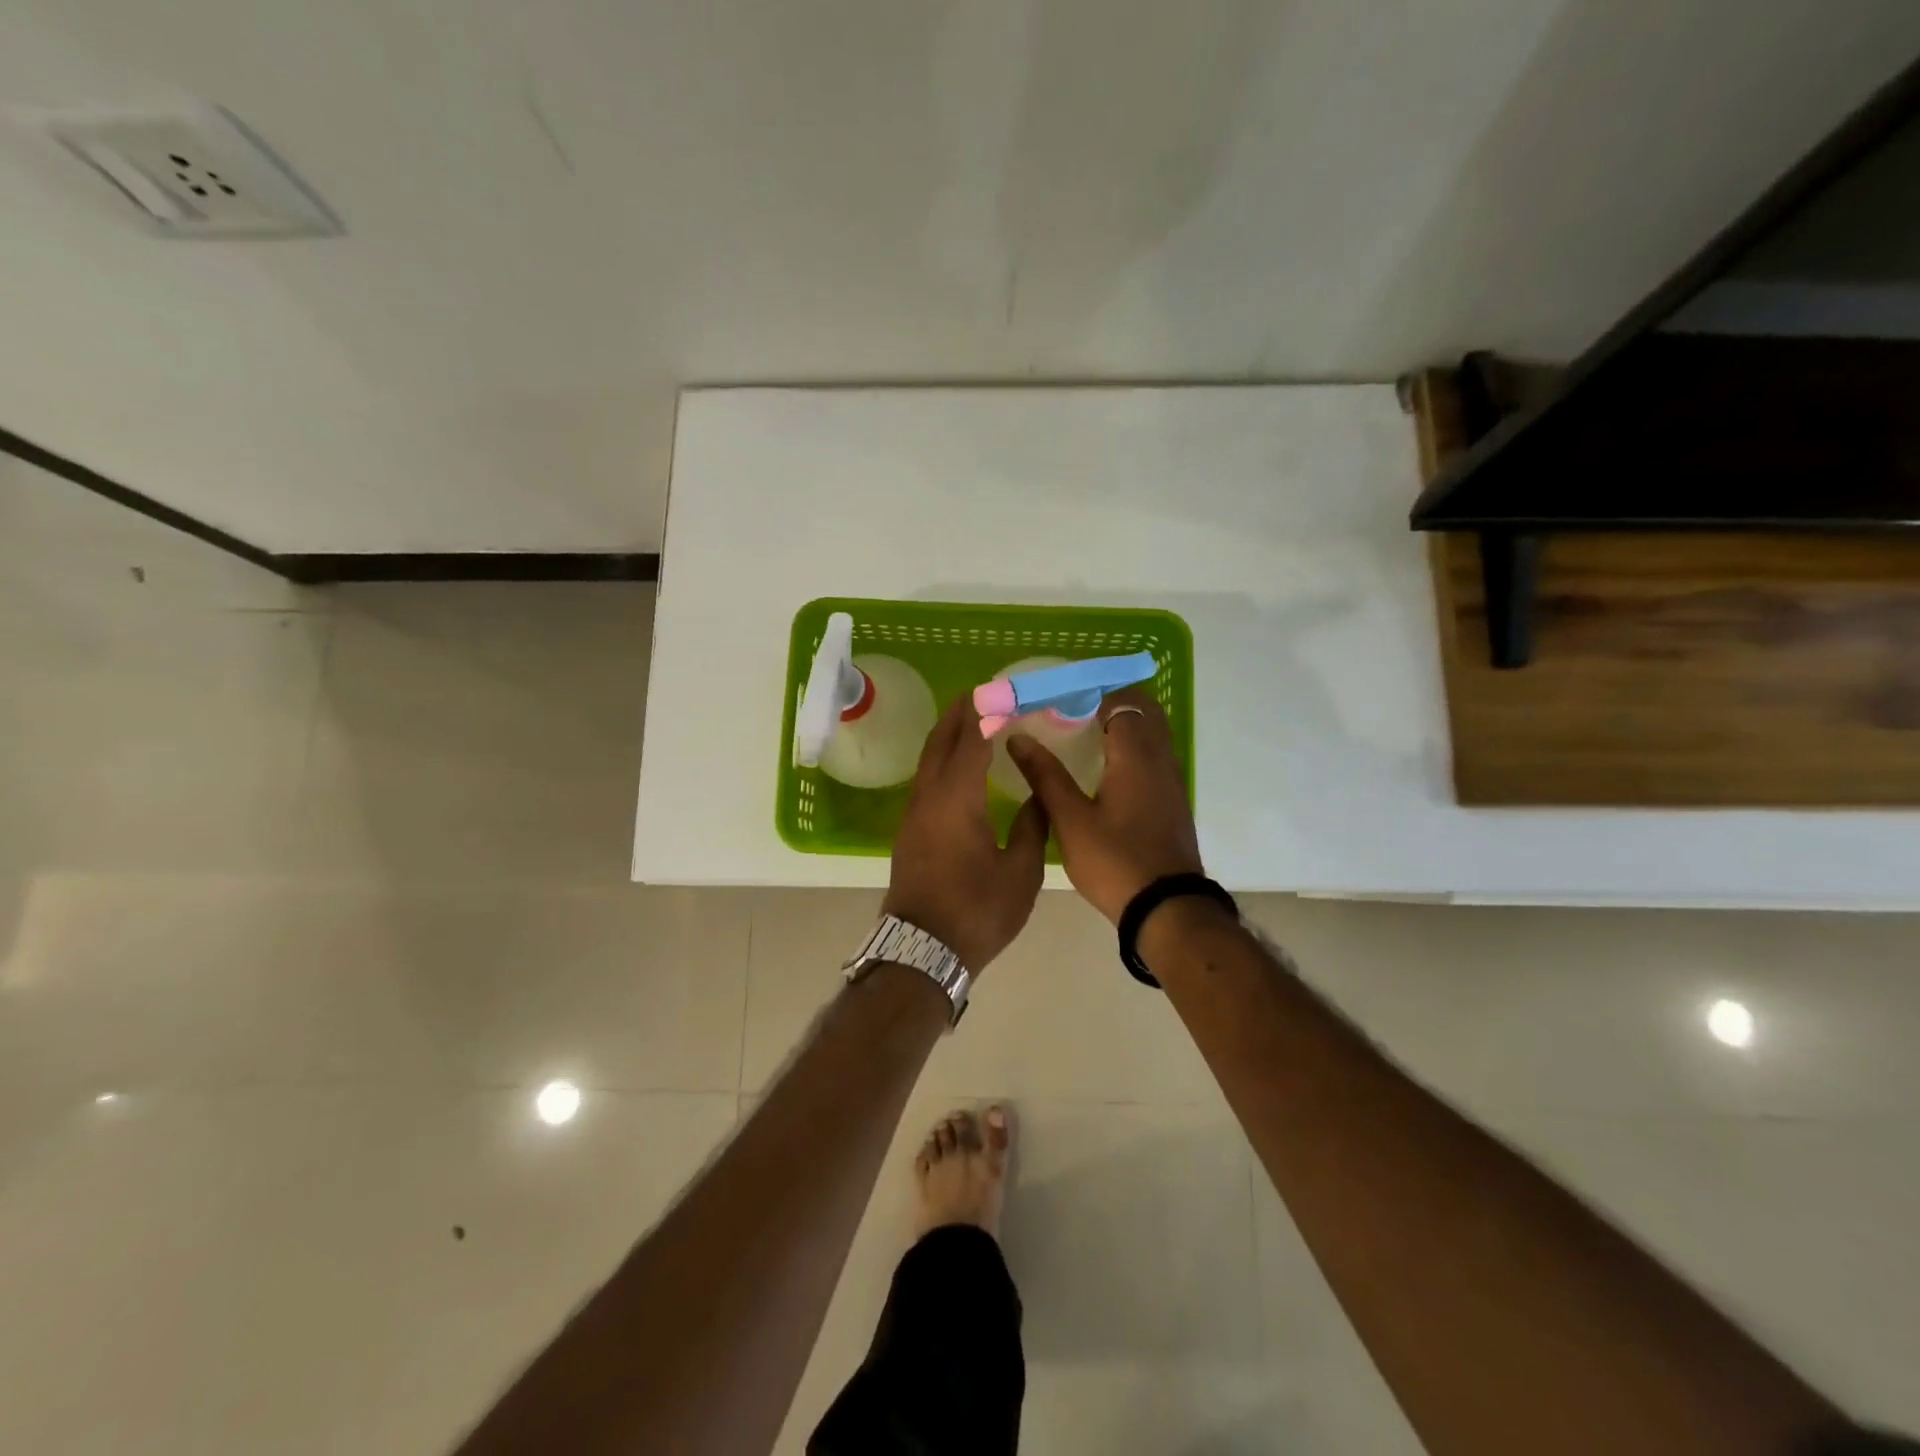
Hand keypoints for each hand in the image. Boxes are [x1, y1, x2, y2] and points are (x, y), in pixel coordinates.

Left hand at [883, 694, 1049, 972]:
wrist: (922, 949)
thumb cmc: (978, 910)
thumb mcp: (1021, 872)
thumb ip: (1033, 826)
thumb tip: (1040, 795)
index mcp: (957, 798)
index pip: (971, 739)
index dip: (987, 711)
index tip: (1001, 689)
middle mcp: (929, 796)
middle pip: (940, 741)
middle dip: (959, 713)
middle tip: (981, 693)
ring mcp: (914, 813)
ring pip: (928, 760)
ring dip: (947, 735)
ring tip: (971, 721)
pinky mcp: (909, 830)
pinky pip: (925, 779)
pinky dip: (942, 759)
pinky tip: (958, 767)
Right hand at [1006, 688, 1201, 923]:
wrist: (1166, 909)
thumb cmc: (1114, 861)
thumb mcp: (1070, 820)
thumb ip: (1045, 776)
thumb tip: (1019, 738)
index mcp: (1135, 756)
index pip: (1121, 702)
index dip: (1093, 693)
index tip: (1062, 698)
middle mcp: (1160, 760)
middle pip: (1145, 711)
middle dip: (1112, 702)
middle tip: (1074, 711)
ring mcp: (1172, 781)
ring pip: (1154, 734)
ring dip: (1126, 724)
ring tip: (1085, 735)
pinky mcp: (1173, 801)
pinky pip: (1156, 756)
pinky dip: (1135, 748)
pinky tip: (1106, 769)